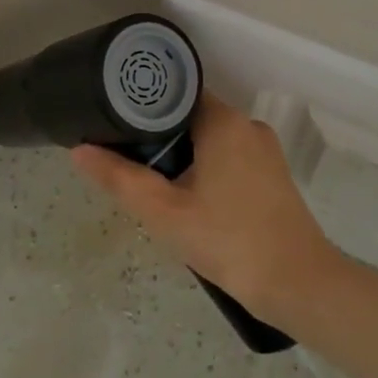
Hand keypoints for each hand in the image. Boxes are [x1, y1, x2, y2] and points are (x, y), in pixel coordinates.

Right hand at [71, 94, 343, 324]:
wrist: (297, 284)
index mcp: (224, 121)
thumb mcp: (164, 212)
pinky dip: (207, 169)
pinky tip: (191, 200)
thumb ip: (120, 178)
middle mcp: (248, 125)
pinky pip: (230, 158)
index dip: (144, 106)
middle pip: (193, 117)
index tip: (117, 124)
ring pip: (212, 140)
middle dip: (161, 138)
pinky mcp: (274, 175)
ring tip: (156, 185)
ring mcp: (265, 151)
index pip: (176, 93)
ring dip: (184, 157)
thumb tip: (79, 150)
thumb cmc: (227, 240)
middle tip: (131, 164)